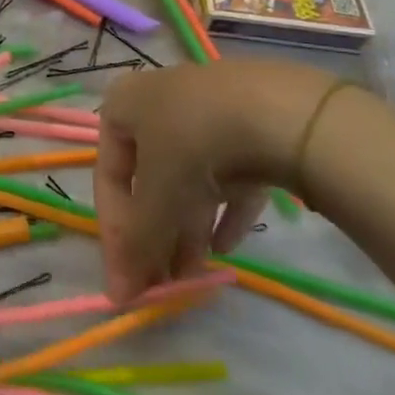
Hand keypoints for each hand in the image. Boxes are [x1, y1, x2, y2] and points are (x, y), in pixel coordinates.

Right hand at [95, 60, 335, 302]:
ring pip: (190, 178)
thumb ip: (137, 244)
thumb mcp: (156, 199)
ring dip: (187, 229)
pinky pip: (231, 172)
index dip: (115, 236)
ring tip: (195, 275)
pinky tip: (228, 246)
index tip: (126, 285)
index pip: (109, 179)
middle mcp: (157, 102)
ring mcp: (209, 109)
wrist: (285, 111)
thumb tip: (119, 292)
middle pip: (149, 180)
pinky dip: (225, 210)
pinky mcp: (254, 123)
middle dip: (155, 236)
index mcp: (121, 106)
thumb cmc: (194, 146)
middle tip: (164, 286)